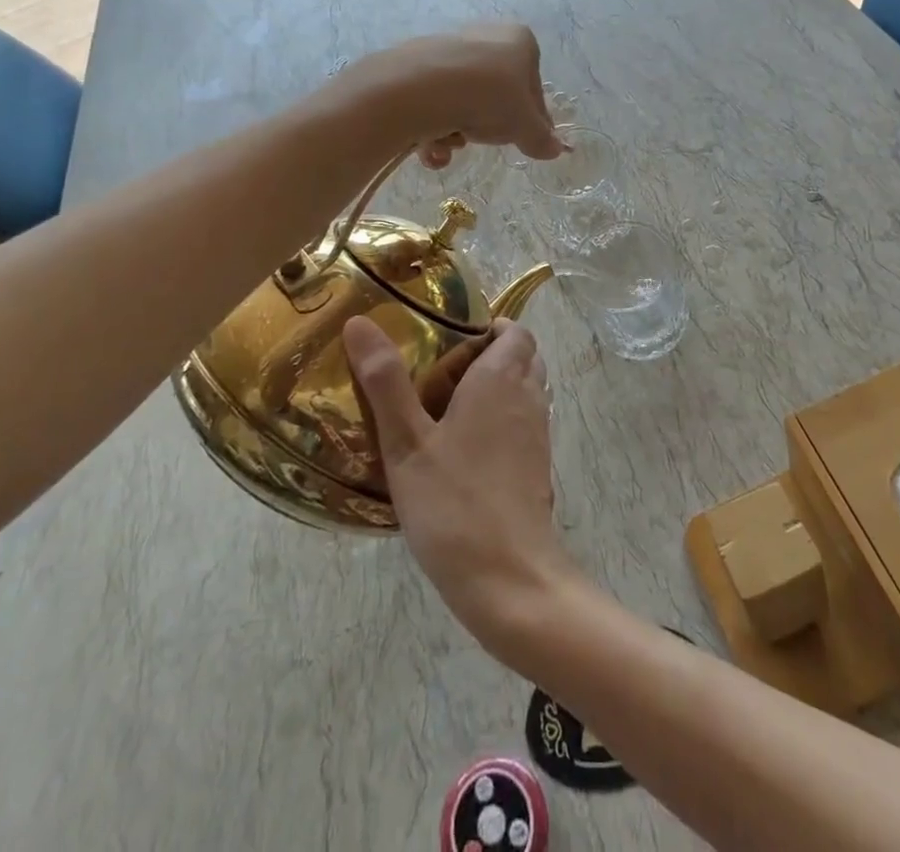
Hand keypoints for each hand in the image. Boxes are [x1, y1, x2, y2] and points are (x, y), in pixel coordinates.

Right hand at [345, 315, 576, 654]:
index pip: (515, 331)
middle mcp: (528, 397)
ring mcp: (538, 434)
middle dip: (492, 354)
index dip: (490, 328)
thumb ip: (385, 382)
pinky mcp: (539, 466)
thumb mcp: (406, 442)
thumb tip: (360, 322)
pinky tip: (467, 448)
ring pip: (528, 390)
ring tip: (450, 407)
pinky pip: (526, 422)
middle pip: (524, 357)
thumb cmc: (453, 502)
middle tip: (445, 371)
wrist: (510, 578)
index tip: (453, 338)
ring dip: (500, 387)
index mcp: (501, 378)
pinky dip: (505, 419)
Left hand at [352, 25, 563, 165]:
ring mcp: (447, 49)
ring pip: (463, 102)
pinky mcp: (414, 65)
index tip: (526, 141)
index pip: (533, 86)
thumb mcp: (524, 125)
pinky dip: (433, 127)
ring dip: (459, 132)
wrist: (420, 88)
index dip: (533, 119)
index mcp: (519, 40)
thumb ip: (541, 138)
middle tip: (486, 141)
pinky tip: (429, 145)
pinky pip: (433, 103)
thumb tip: (556, 150)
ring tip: (452, 141)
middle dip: (489, 125)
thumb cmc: (489, 97)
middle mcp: (484, 36)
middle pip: (495, 94)